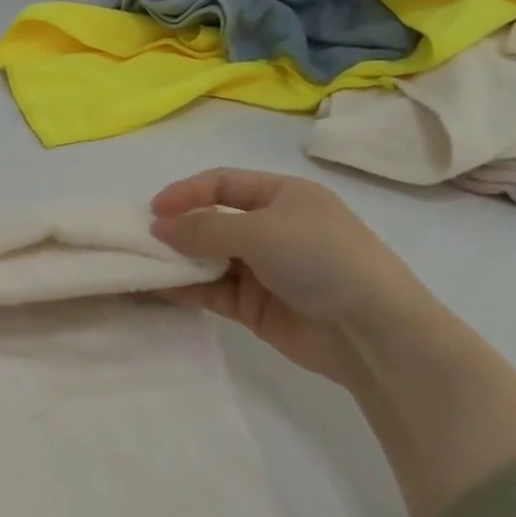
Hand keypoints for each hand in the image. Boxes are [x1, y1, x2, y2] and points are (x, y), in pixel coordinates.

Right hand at [150, 168, 439, 388]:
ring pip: (210, 258)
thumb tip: (158, 228)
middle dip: (179, 228)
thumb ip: (204, 228)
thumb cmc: (321, 259)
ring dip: (179, 260)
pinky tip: (159, 289)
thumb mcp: (260, 231)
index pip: (224, 183)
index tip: (153, 210)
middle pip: (213, 221)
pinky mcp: (257, 307)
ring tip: (143, 264)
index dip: (187, 192)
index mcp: (283, 196)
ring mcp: (265, 269)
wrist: (373, 332)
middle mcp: (273, 228)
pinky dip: (188, 288)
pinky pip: (214, 291)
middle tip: (142, 240)